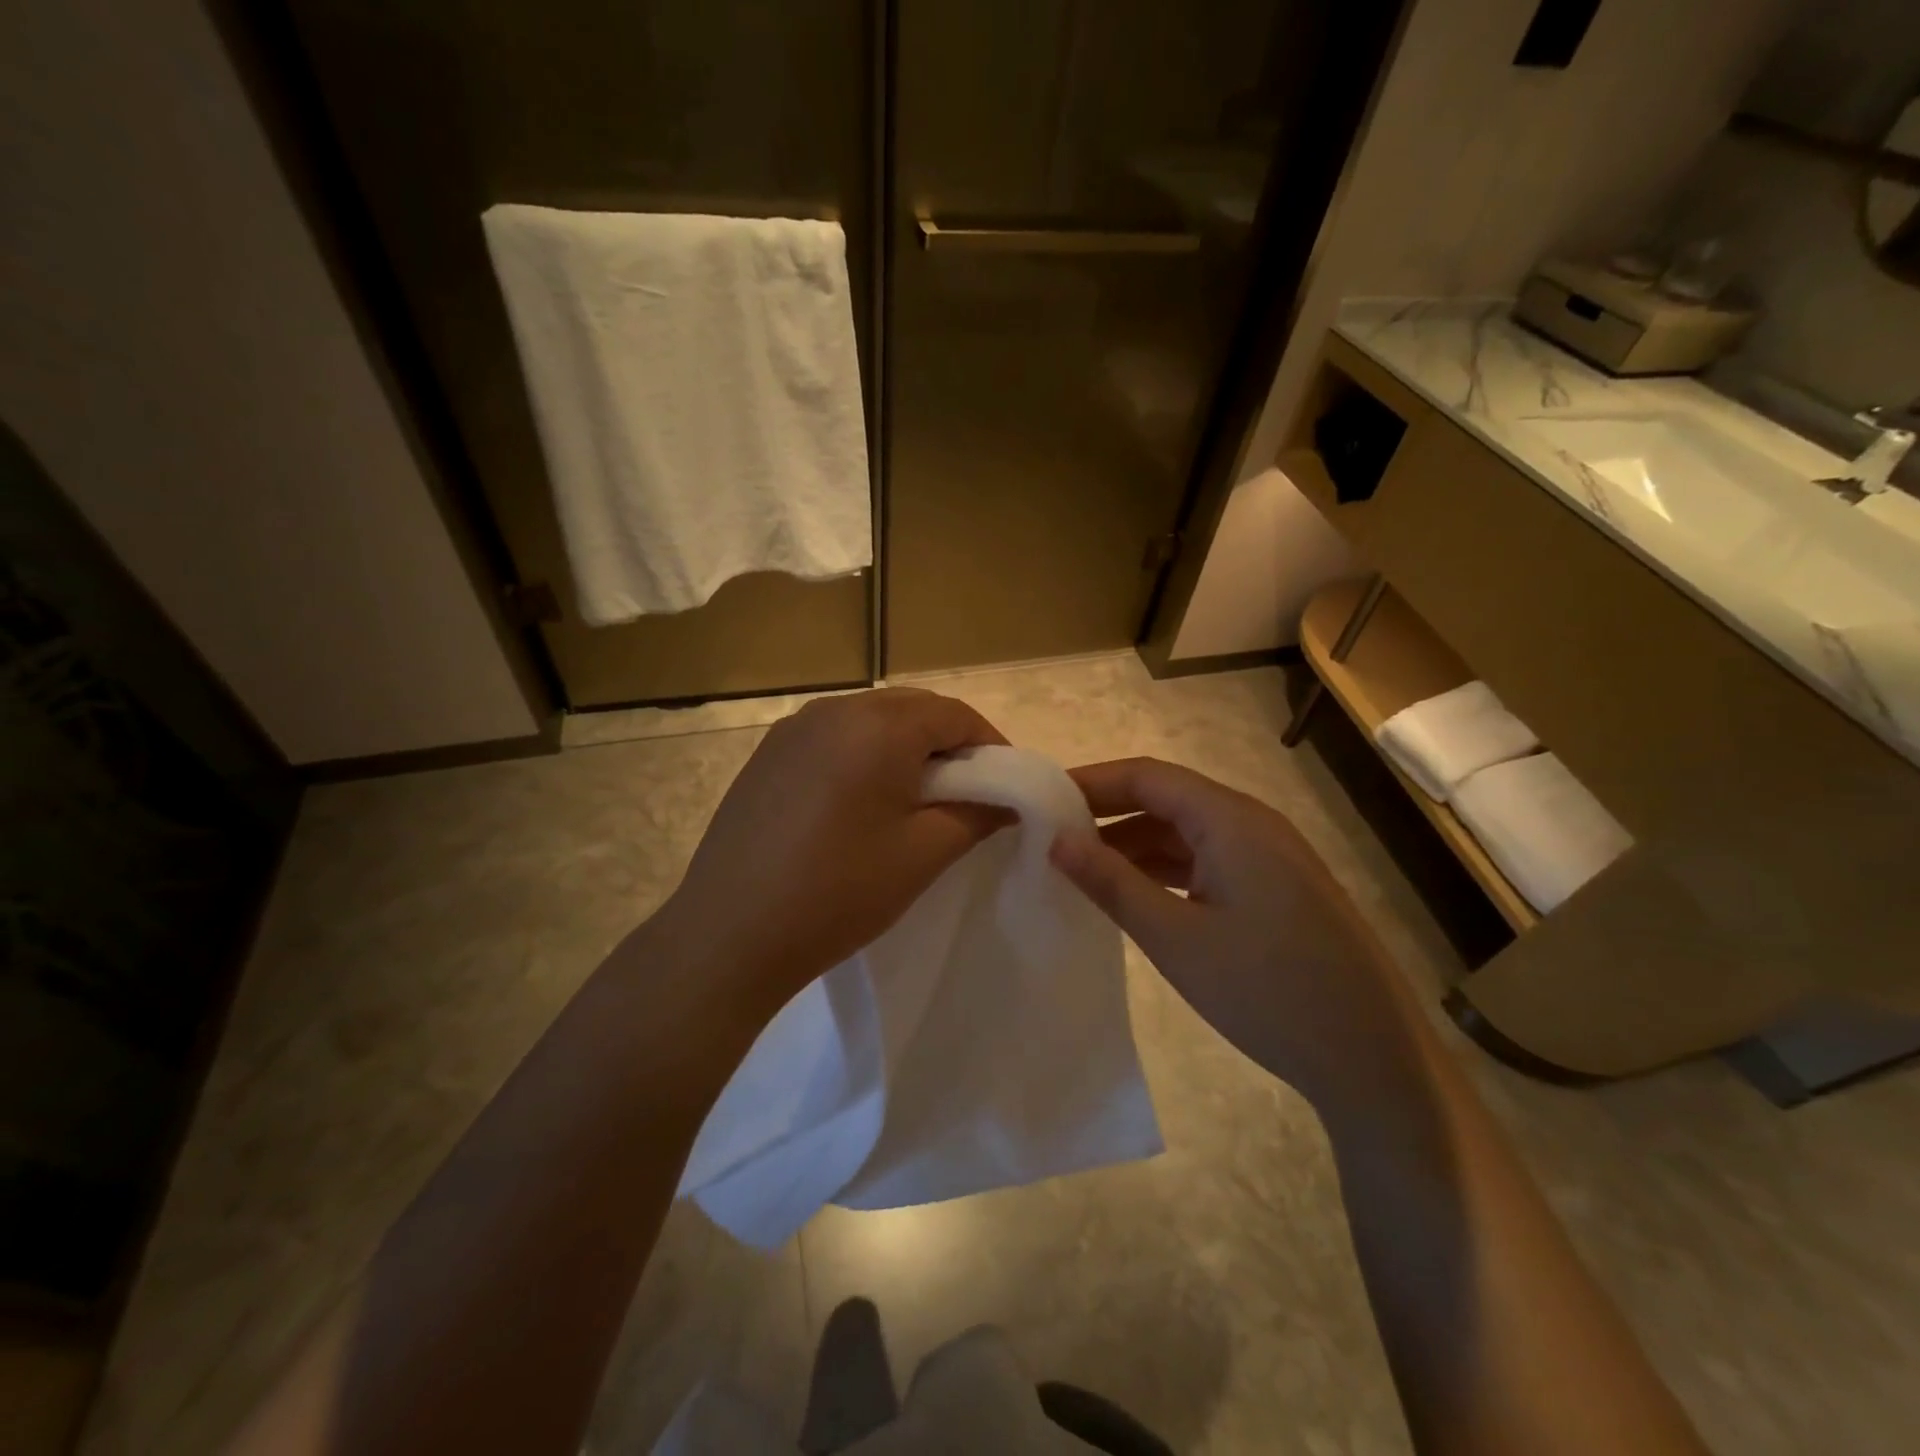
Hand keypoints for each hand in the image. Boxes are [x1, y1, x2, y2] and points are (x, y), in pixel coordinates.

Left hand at [658, 688, 1007, 1011]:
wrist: (729, 934)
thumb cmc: (839, 892)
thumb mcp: (923, 854)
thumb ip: (977, 814)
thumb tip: (1010, 798)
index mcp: (878, 726)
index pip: (955, 714)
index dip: (990, 746)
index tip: (1004, 787)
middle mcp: (834, 709)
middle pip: (912, 710)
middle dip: (948, 743)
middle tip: (965, 794)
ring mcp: (793, 729)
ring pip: (871, 720)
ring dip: (904, 748)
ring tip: (914, 800)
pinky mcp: (767, 754)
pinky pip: (834, 738)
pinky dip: (863, 756)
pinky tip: (859, 803)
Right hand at [1051, 758, 1414, 1116]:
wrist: (1372, 1058)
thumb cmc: (1266, 990)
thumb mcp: (1174, 937)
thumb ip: (1111, 882)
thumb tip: (1056, 841)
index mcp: (1230, 819)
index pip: (1147, 776)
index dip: (1091, 782)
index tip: (1040, 800)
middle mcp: (1252, 823)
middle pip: (1167, 799)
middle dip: (1108, 814)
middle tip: (1051, 837)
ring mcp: (1270, 856)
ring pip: (1187, 832)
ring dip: (1135, 845)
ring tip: (1082, 869)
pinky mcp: (1277, 888)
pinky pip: (1209, 860)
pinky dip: (1166, 869)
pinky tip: (1135, 894)